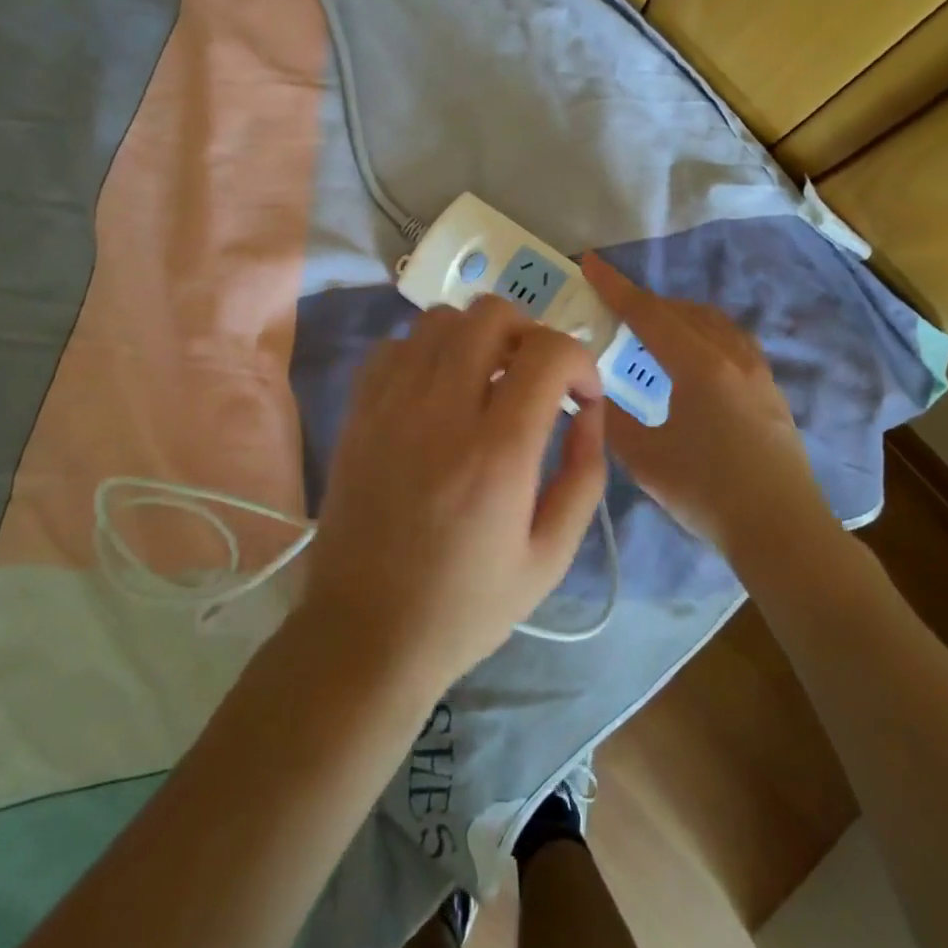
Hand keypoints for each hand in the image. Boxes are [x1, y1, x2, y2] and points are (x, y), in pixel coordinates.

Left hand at [301, 296, 608, 693]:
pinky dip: (426, 353)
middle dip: (530, 333)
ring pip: (441, 319)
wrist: (365, 633)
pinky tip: (436, 392)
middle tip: (536, 378)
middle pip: (492, 314)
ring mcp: (390, 405)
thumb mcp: (551, 556)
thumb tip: (589, 411)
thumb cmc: (466, 606)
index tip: (582, 396)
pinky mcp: (358, 412)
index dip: (580, 361)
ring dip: (478, 337)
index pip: (548, 352)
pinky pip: (395, 346)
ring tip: (487, 380)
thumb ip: (583, 475)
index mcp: (497, 453)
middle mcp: (441, 411)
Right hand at [581, 253, 831, 558]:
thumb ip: (613, 421)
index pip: (649, 313)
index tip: (590, 262)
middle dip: (645, 302)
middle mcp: (732, 356)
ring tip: (651, 331)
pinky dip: (702, 334)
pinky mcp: (770, 390)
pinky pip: (731, 341)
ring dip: (678, 316)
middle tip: (612, 307)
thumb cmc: (708, 492)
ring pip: (712, 323)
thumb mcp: (645, 459)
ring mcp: (758, 372)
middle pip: (682, 311)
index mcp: (700, 366)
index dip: (615, 287)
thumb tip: (595, 395)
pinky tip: (692, 360)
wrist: (782, 530)